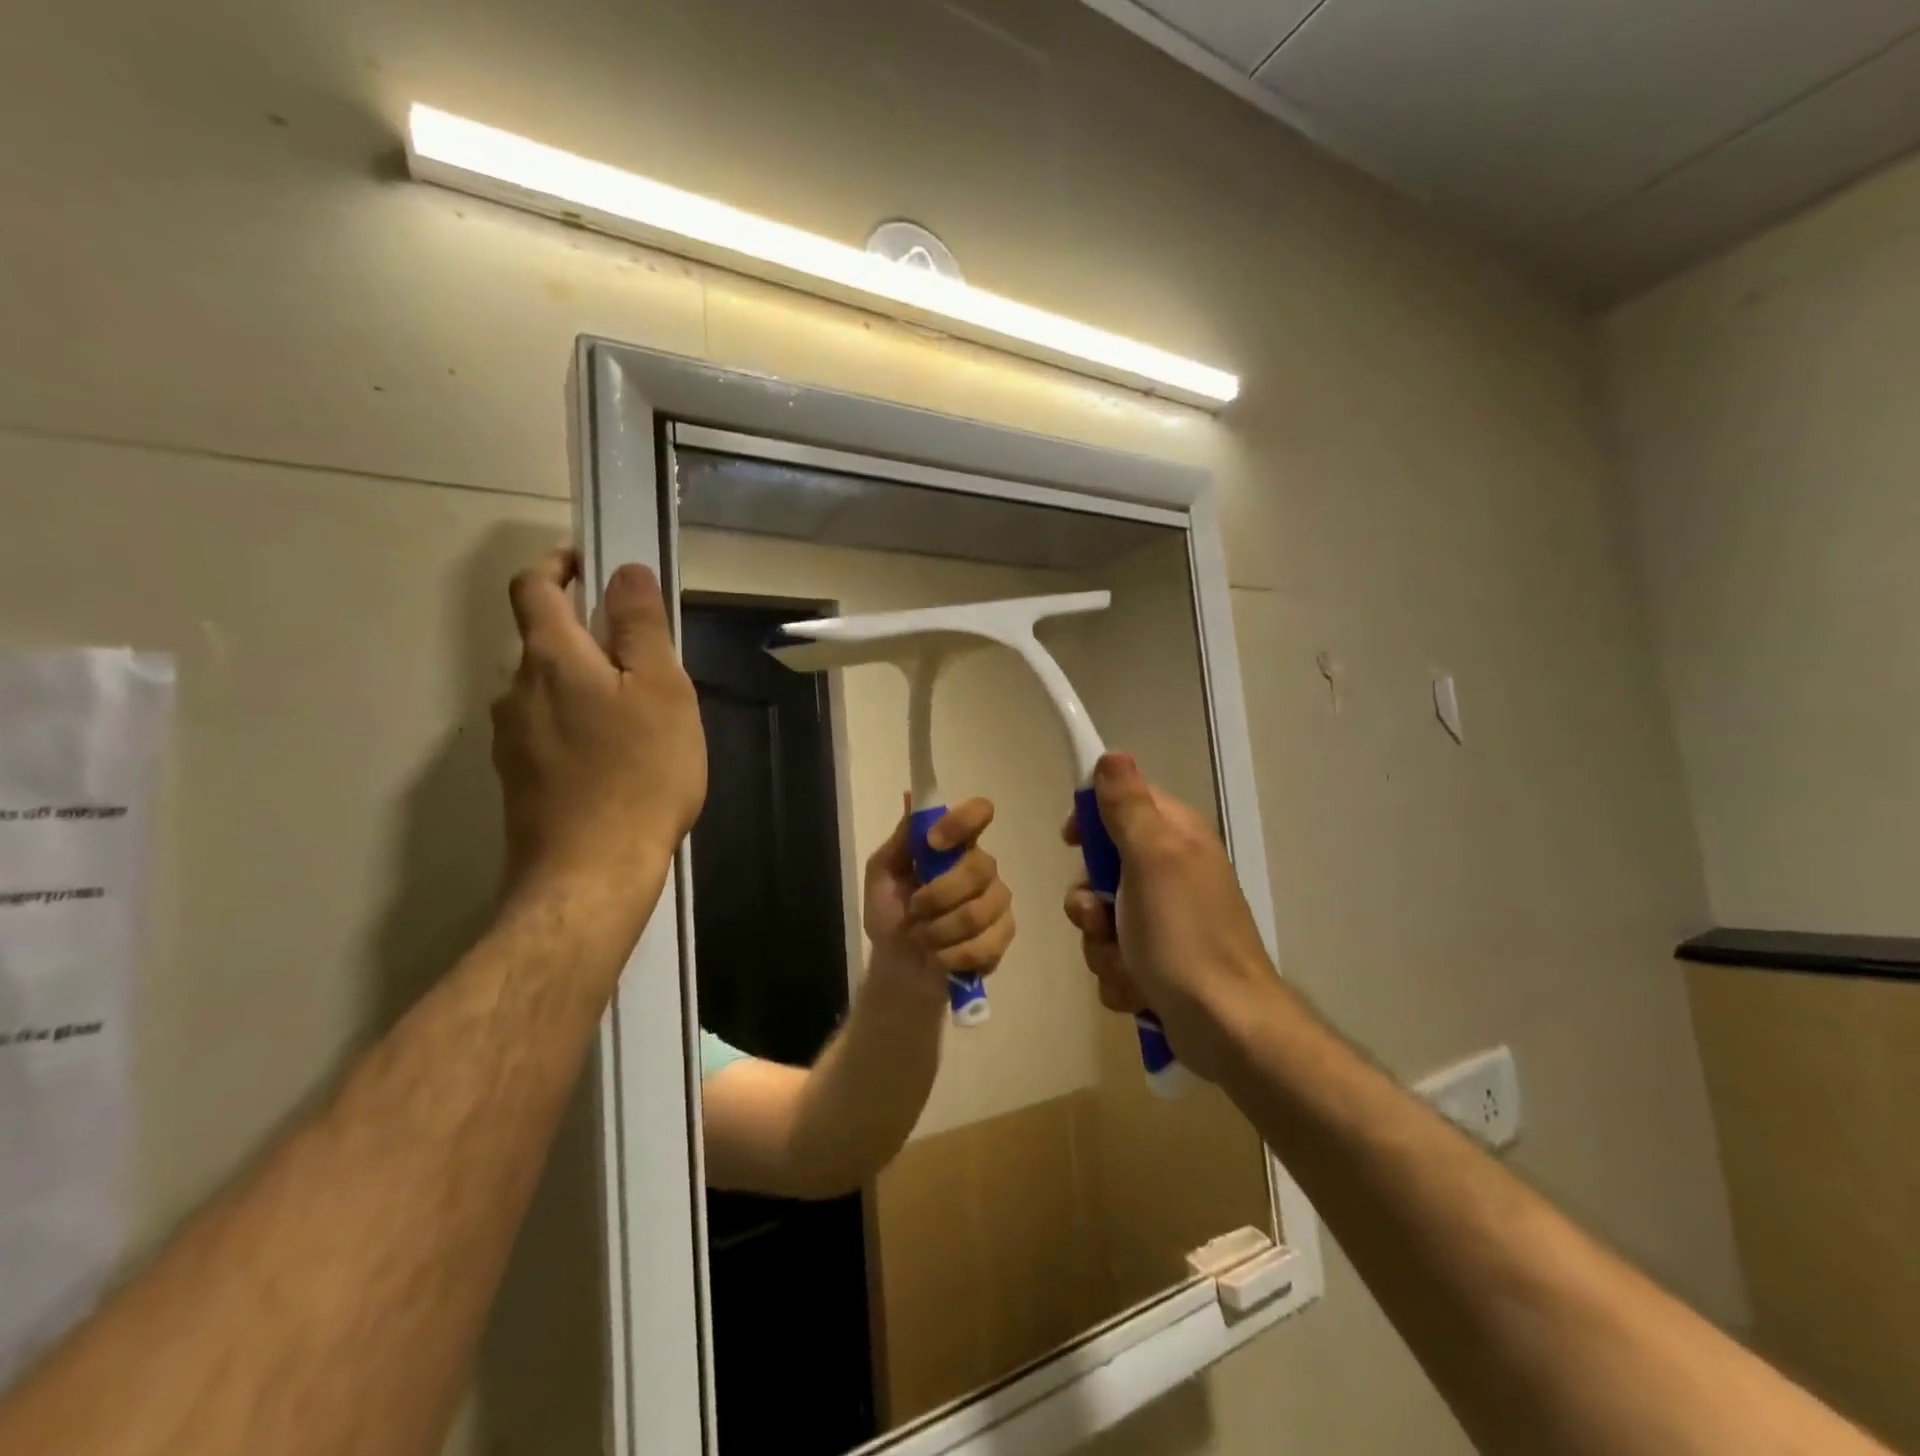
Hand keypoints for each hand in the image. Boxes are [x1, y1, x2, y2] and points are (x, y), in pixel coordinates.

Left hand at [491, 551, 706, 907]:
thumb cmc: (640, 772)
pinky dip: (578, 729)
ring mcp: (511, 740)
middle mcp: (516, 691)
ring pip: (548, 693)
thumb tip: (624, 571)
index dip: (557, 566)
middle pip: (545, 644)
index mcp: (550, 658)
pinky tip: (616, 764)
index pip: (533, 588)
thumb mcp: (661, 690)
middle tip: (645, 666)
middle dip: (588, 640)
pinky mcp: (518, 780)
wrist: (592, 872)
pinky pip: (548, 734)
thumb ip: (640, 626)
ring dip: (585, 689)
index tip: (589, 566)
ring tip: (639, 723)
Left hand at [864, 797, 1014, 1004]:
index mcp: (956, 844)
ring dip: (938, 931)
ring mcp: (997, 901)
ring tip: (922, 938)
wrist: (897, 965)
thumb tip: (911, 798)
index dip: (961, 822)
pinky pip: (984, 945)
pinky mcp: (1003, 935)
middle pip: (979, 868)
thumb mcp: (882, 874)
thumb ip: (901, 840)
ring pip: (977, 912)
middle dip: (938, 896)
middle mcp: (982, 866)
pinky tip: (938, 957)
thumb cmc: (890, 913)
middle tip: (914, 910)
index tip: (933, 842)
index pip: (979, 812)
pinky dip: (951, 956)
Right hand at [1062, 754, 1275, 1080]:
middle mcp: (1170, 873)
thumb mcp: (1153, 860)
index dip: (1092, 817)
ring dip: (1102, 946)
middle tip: (1101, 917)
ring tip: (1127, 965)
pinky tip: (1137, 991)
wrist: (1226, 1028)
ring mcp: (1164, 921)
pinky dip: (1118, 975)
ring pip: (1101, 918)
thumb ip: (1129, 807)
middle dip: (1090, 900)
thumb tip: (1112, 755)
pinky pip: (1113, 957)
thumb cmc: (1185, 937)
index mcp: (1175, 838)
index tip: (1072, 840)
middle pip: (1102, 867)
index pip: (1124, 802)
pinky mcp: (1157, 963)